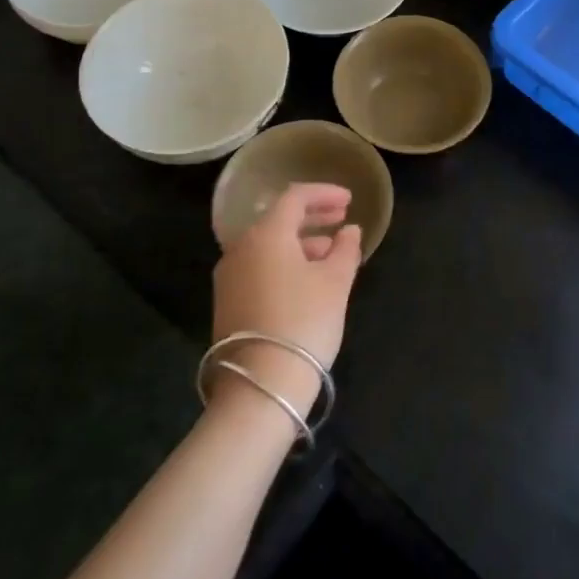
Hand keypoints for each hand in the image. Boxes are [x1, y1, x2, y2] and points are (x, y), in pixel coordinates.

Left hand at [210, 183, 363, 414]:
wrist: (260, 385)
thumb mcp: (336, 282)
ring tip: (332, 253)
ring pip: (269, 245)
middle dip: (313, 216)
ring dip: (301, 242)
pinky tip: (309, 278)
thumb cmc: (304, 321)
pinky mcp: (228, 302)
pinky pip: (260, 266)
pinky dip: (286, 262)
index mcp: (266, 234)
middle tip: (342, 218)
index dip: (325, 194)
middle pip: (278, 219)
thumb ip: (345, 249)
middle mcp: (241, 248)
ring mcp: (229, 277)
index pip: (295, 197)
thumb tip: (349, 231)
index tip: (350, 200)